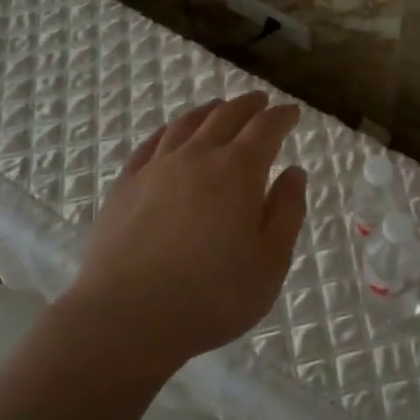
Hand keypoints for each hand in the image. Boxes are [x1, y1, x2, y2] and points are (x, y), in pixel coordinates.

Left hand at [66, 92, 306, 371]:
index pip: (266, 128)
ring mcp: (156, 168)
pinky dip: (170, 130)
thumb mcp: (270, 262)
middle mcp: (198, 156)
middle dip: (248, 106)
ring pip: (187, 124)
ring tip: (219, 108)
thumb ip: (286, 212)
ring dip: (209, 111)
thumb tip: (294, 173)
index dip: (282, 117)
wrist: (126, 317)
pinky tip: (172, 134)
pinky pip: (151, 143)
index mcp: (239, 171)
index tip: (292, 113)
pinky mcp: (125, 185)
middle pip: (226, 116)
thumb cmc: (212, 296)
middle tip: (261, 102)